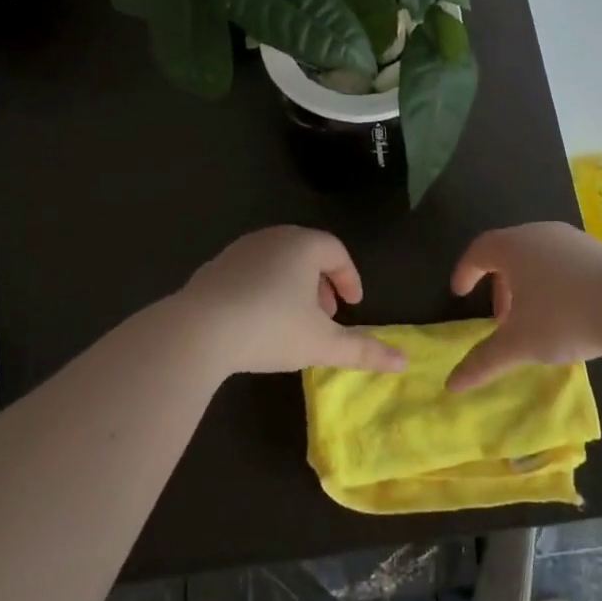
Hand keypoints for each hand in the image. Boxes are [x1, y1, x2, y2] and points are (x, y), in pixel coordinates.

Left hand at [177, 226, 405, 376]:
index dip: (349, 277)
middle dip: (322, 283)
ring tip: (294, 320)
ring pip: (278, 262)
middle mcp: (273, 238)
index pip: (336, 251)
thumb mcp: (321, 343)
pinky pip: (252, 271)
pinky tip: (258, 320)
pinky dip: (265, 289)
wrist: (198, 330)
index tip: (354, 304)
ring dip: (293, 286)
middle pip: (307, 253)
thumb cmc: (270, 328)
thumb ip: (363, 350)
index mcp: (303, 245)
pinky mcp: (215, 267)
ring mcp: (240, 250)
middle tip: (327, 315)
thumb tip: (403, 362)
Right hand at [446, 222, 601, 390]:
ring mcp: (573, 239)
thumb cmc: (565, 316)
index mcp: (514, 246)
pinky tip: (568, 314)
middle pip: (509, 253)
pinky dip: (554, 283)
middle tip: (501, 319)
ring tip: (534, 320)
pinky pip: (565, 263)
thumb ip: (484, 361)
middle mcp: (540, 233)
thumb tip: (451, 385)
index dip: (465, 272)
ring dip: (528, 286)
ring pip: (539, 258)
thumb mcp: (520, 343)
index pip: (479, 250)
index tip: (460, 294)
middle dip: (500, 285)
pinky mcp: (600, 251)